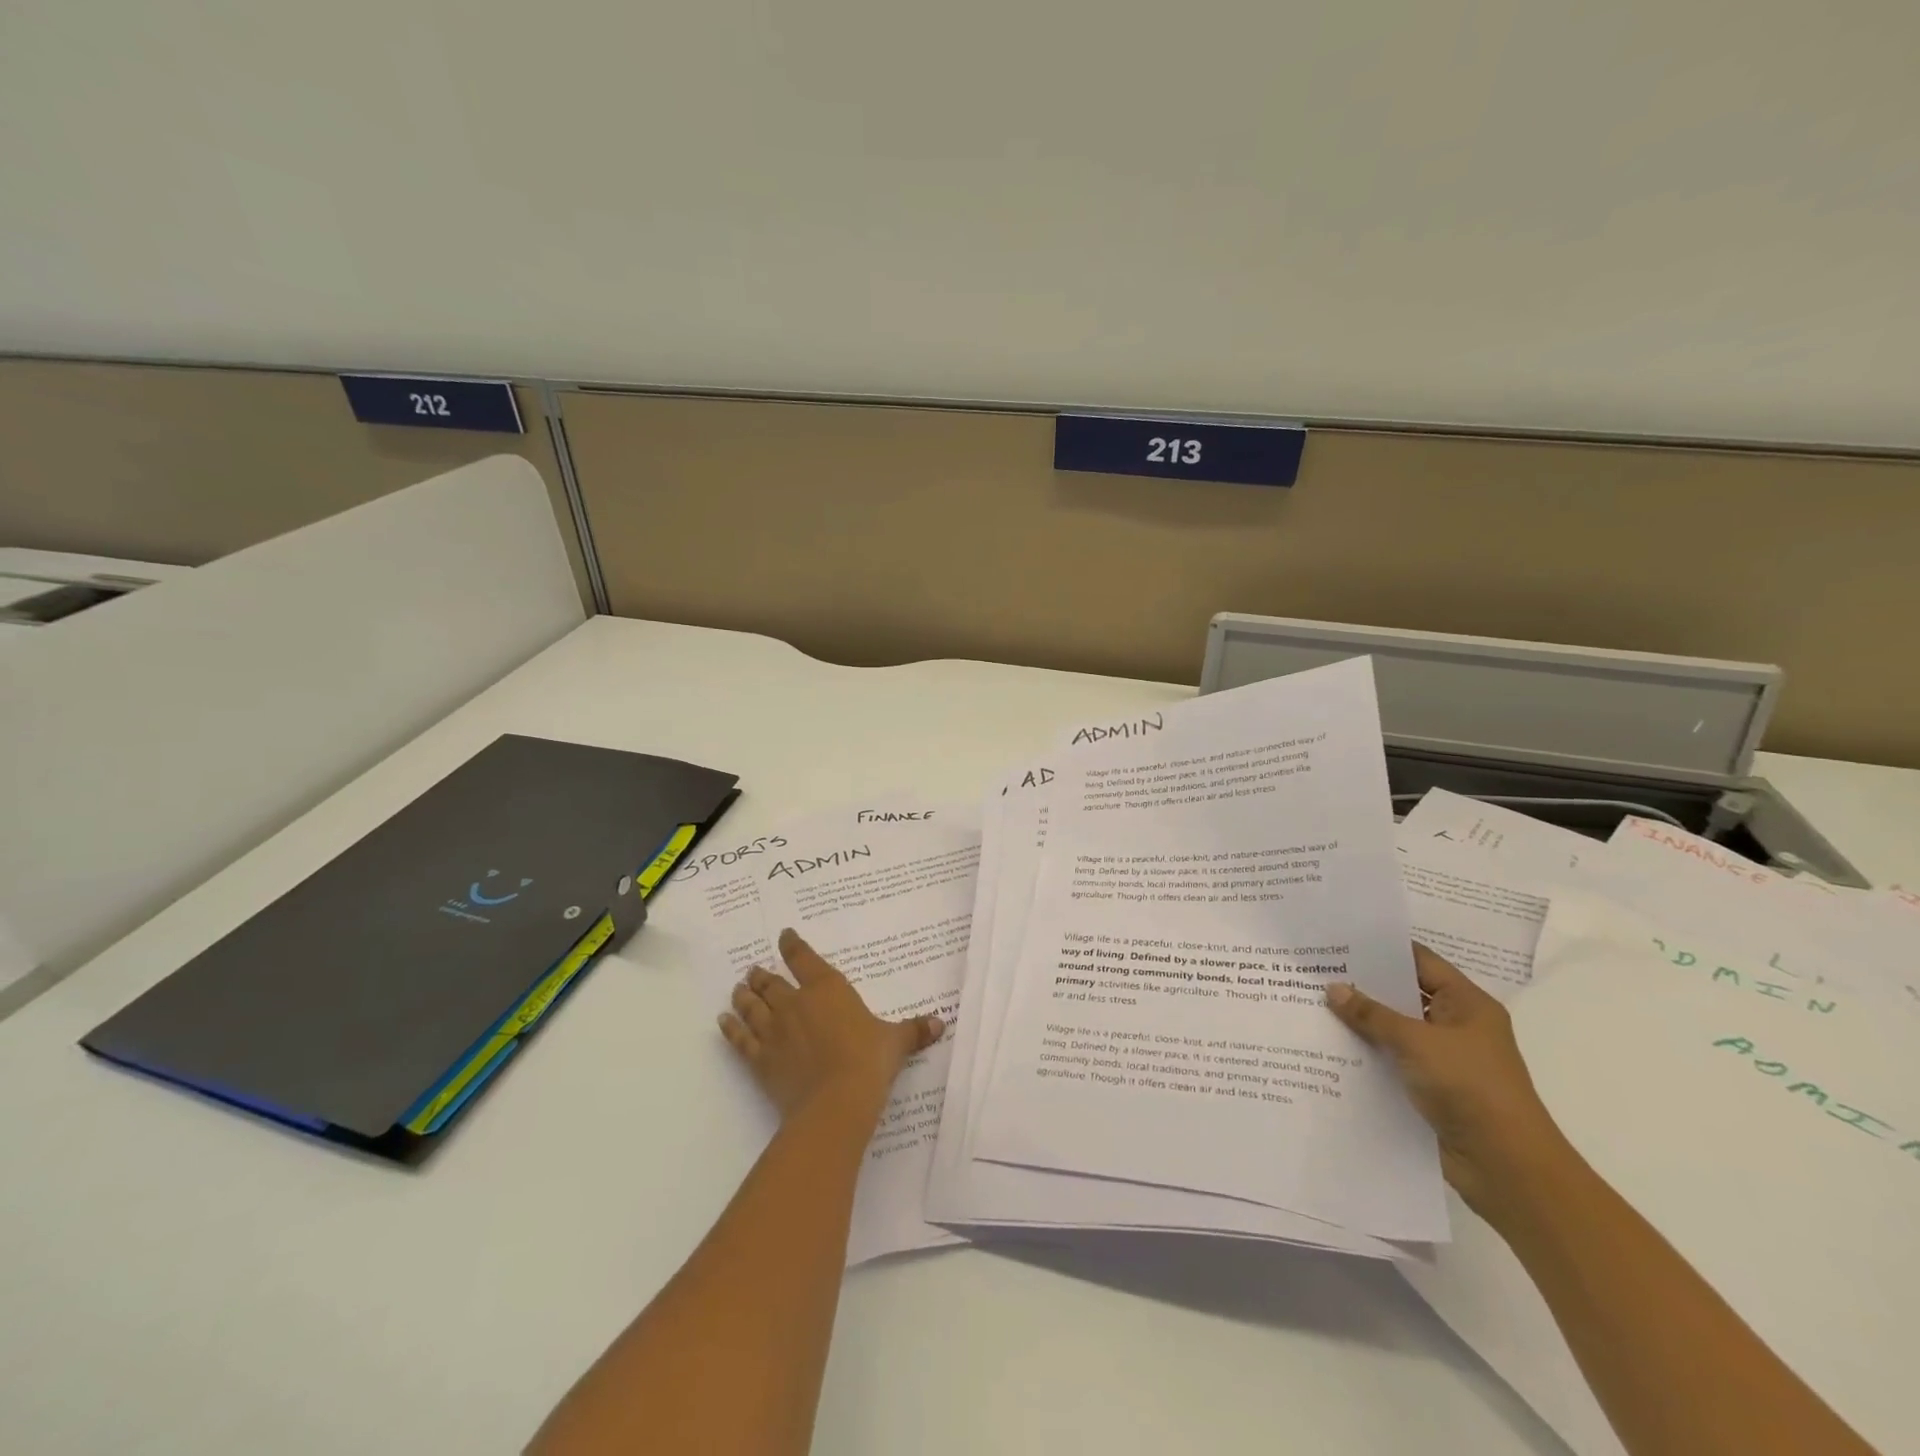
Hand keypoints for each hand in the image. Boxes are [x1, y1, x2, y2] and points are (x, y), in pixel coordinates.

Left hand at [718, 928, 944, 1119]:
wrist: (836, 1101)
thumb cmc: (869, 1060)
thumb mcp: (896, 1042)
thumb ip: (914, 1030)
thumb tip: (941, 1024)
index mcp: (827, 989)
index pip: (804, 959)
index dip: (792, 945)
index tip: (783, 936)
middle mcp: (795, 1003)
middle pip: (771, 982)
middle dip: (762, 974)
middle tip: (753, 970)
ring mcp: (774, 1031)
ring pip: (752, 1006)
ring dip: (743, 996)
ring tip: (737, 989)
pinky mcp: (761, 1060)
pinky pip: (741, 1040)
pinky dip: (730, 1029)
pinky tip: (723, 1022)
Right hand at [1327, 943, 1565, 1222]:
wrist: (1507, 1167)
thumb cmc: (1471, 1088)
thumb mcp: (1417, 1042)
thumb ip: (1372, 1014)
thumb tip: (1333, 989)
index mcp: (1467, 1004)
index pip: (1420, 961)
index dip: (1382, 949)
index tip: (1340, 938)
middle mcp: (1457, 1026)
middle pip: (1404, 995)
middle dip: (1364, 985)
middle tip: (1316, 970)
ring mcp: (1444, 1059)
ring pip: (1394, 1030)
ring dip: (1361, 1022)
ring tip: (1313, 1004)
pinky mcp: (1431, 1089)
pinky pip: (1392, 1061)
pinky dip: (1367, 1054)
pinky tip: (1330, 1047)